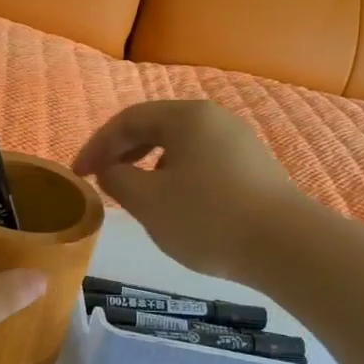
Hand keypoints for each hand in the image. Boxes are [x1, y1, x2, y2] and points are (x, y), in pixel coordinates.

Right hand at [72, 100, 302, 280]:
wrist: (286, 247)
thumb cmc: (207, 218)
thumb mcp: (148, 202)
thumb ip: (118, 180)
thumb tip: (110, 171)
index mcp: (186, 117)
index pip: (127, 119)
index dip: (96, 146)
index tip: (78, 174)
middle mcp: (214, 119)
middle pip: (155, 127)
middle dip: (122, 152)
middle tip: (101, 179)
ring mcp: (238, 142)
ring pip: (179, 145)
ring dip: (148, 164)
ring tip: (134, 193)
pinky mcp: (253, 167)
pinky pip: (201, 161)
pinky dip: (175, 175)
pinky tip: (173, 203)